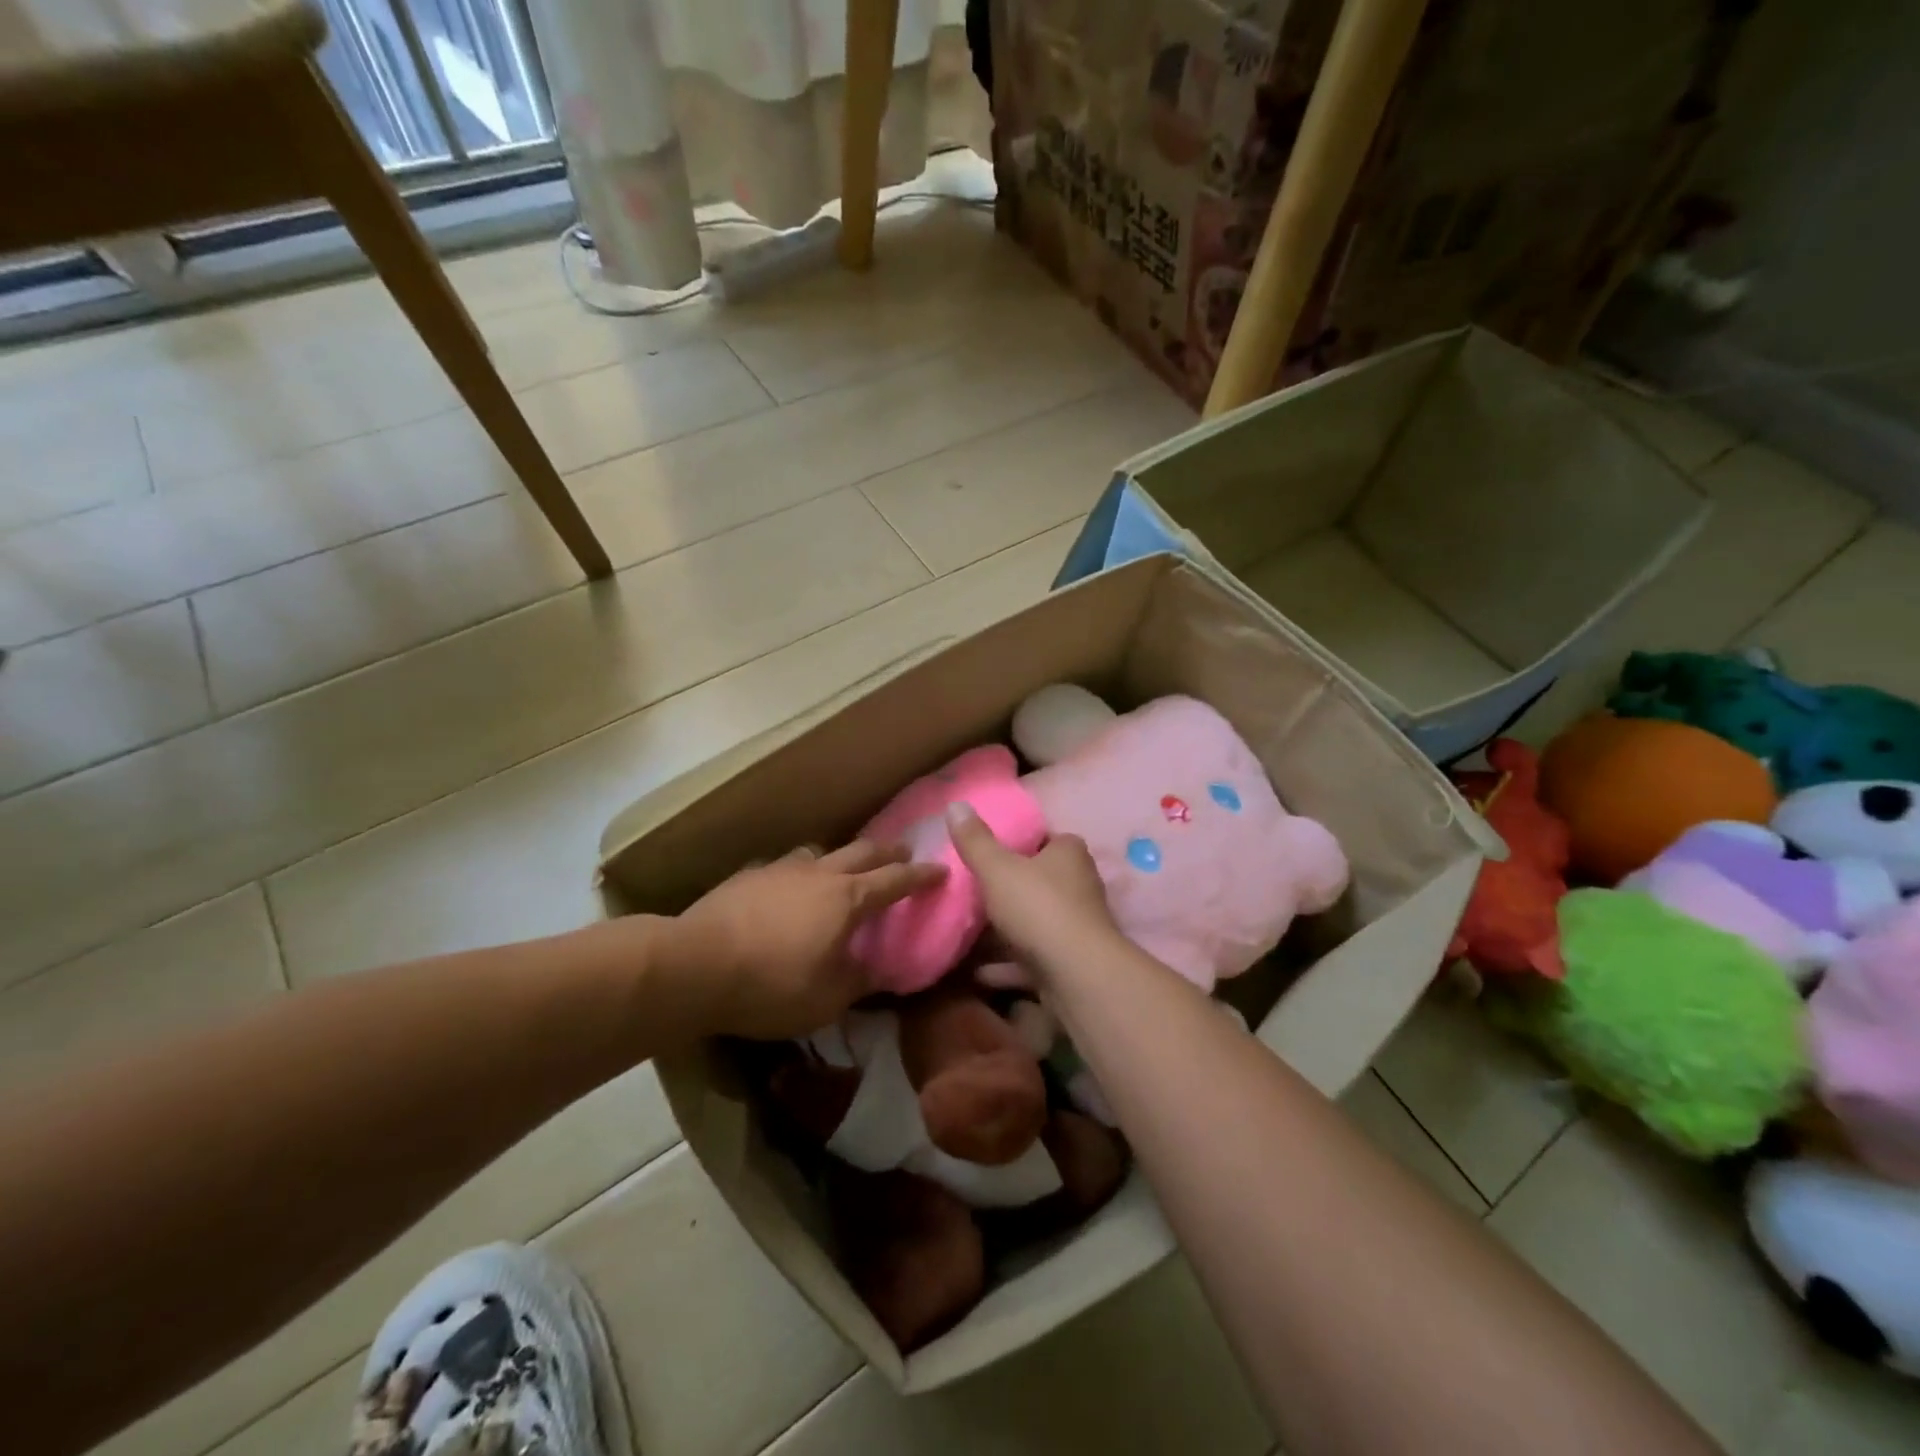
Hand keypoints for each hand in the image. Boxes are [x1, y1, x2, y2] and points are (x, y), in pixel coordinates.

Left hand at [664, 842, 945, 1038]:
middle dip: (888, 851)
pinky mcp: (749, 875)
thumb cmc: (772, 985)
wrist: (696, 965)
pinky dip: (798, 873)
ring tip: (842, 869)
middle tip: (904, 852)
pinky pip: (784, 867)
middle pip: (863, 851)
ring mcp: (781, 869)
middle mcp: (820, 873)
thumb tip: (880, 972)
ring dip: (839, 857)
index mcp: (847, 899)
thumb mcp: (828, 999)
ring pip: (820, 852)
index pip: (895, 881)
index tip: (941, 870)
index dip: (921, 876)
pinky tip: (787, 888)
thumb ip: (860, 981)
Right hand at [946, 803, 1122, 980]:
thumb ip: (975, 841)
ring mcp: (1077, 926)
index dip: (1019, 843)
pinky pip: (1033, 958)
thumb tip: (955, 804)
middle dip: (1010, 888)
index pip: (1045, 838)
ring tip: (967, 933)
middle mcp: (1080, 885)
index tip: (989, 852)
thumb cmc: (1038, 907)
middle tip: (972, 891)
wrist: (1076, 975)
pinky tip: (978, 972)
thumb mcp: (997, 868)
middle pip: (1039, 881)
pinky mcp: (1070, 962)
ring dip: (1006, 931)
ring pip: (1035, 922)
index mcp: (1069, 853)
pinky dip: (1008, 965)